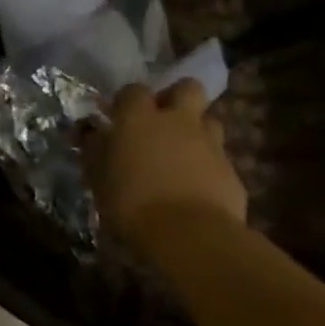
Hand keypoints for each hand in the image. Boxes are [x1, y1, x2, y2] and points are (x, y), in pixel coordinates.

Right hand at [87, 78, 245, 242]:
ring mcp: (210, 145)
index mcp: (139, 117)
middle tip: (163, 118)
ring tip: (183, 153)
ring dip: (197, 131)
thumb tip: (91, 133)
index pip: (134, 90)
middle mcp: (177, 121)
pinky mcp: (232, 174)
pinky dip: (209, 167)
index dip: (128, 100)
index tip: (119, 116)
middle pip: (188, 88)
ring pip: (210, 121)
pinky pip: (220, 160)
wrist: (191, 237)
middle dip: (177, 97)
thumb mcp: (98, 176)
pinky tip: (197, 188)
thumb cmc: (132, 201)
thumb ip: (95, 149)